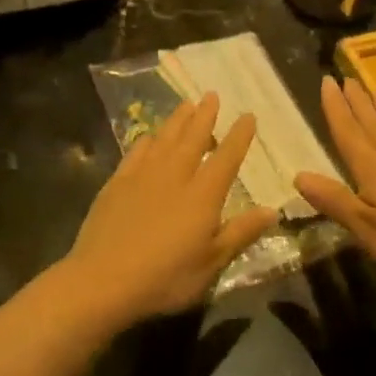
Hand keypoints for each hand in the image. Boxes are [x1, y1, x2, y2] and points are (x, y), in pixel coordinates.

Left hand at [66, 94, 279, 323]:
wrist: (103, 280)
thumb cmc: (165, 277)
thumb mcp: (212, 263)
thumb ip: (241, 233)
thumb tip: (272, 210)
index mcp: (203, 194)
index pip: (226, 157)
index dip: (239, 136)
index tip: (248, 116)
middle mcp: (175, 175)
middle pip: (193, 138)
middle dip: (205, 115)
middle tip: (211, 95)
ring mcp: (143, 176)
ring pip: (165, 138)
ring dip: (177, 120)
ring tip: (186, 104)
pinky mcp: (117, 183)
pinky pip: (136, 152)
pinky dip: (146, 140)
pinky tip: (149, 136)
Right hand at [295, 75, 375, 293]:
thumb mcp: (367, 229)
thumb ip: (334, 200)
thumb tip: (297, 174)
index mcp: (373, 169)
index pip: (348, 132)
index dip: (335, 108)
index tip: (326, 81)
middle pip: (372, 122)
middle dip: (356, 100)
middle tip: (345, 76)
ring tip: (370, 86)